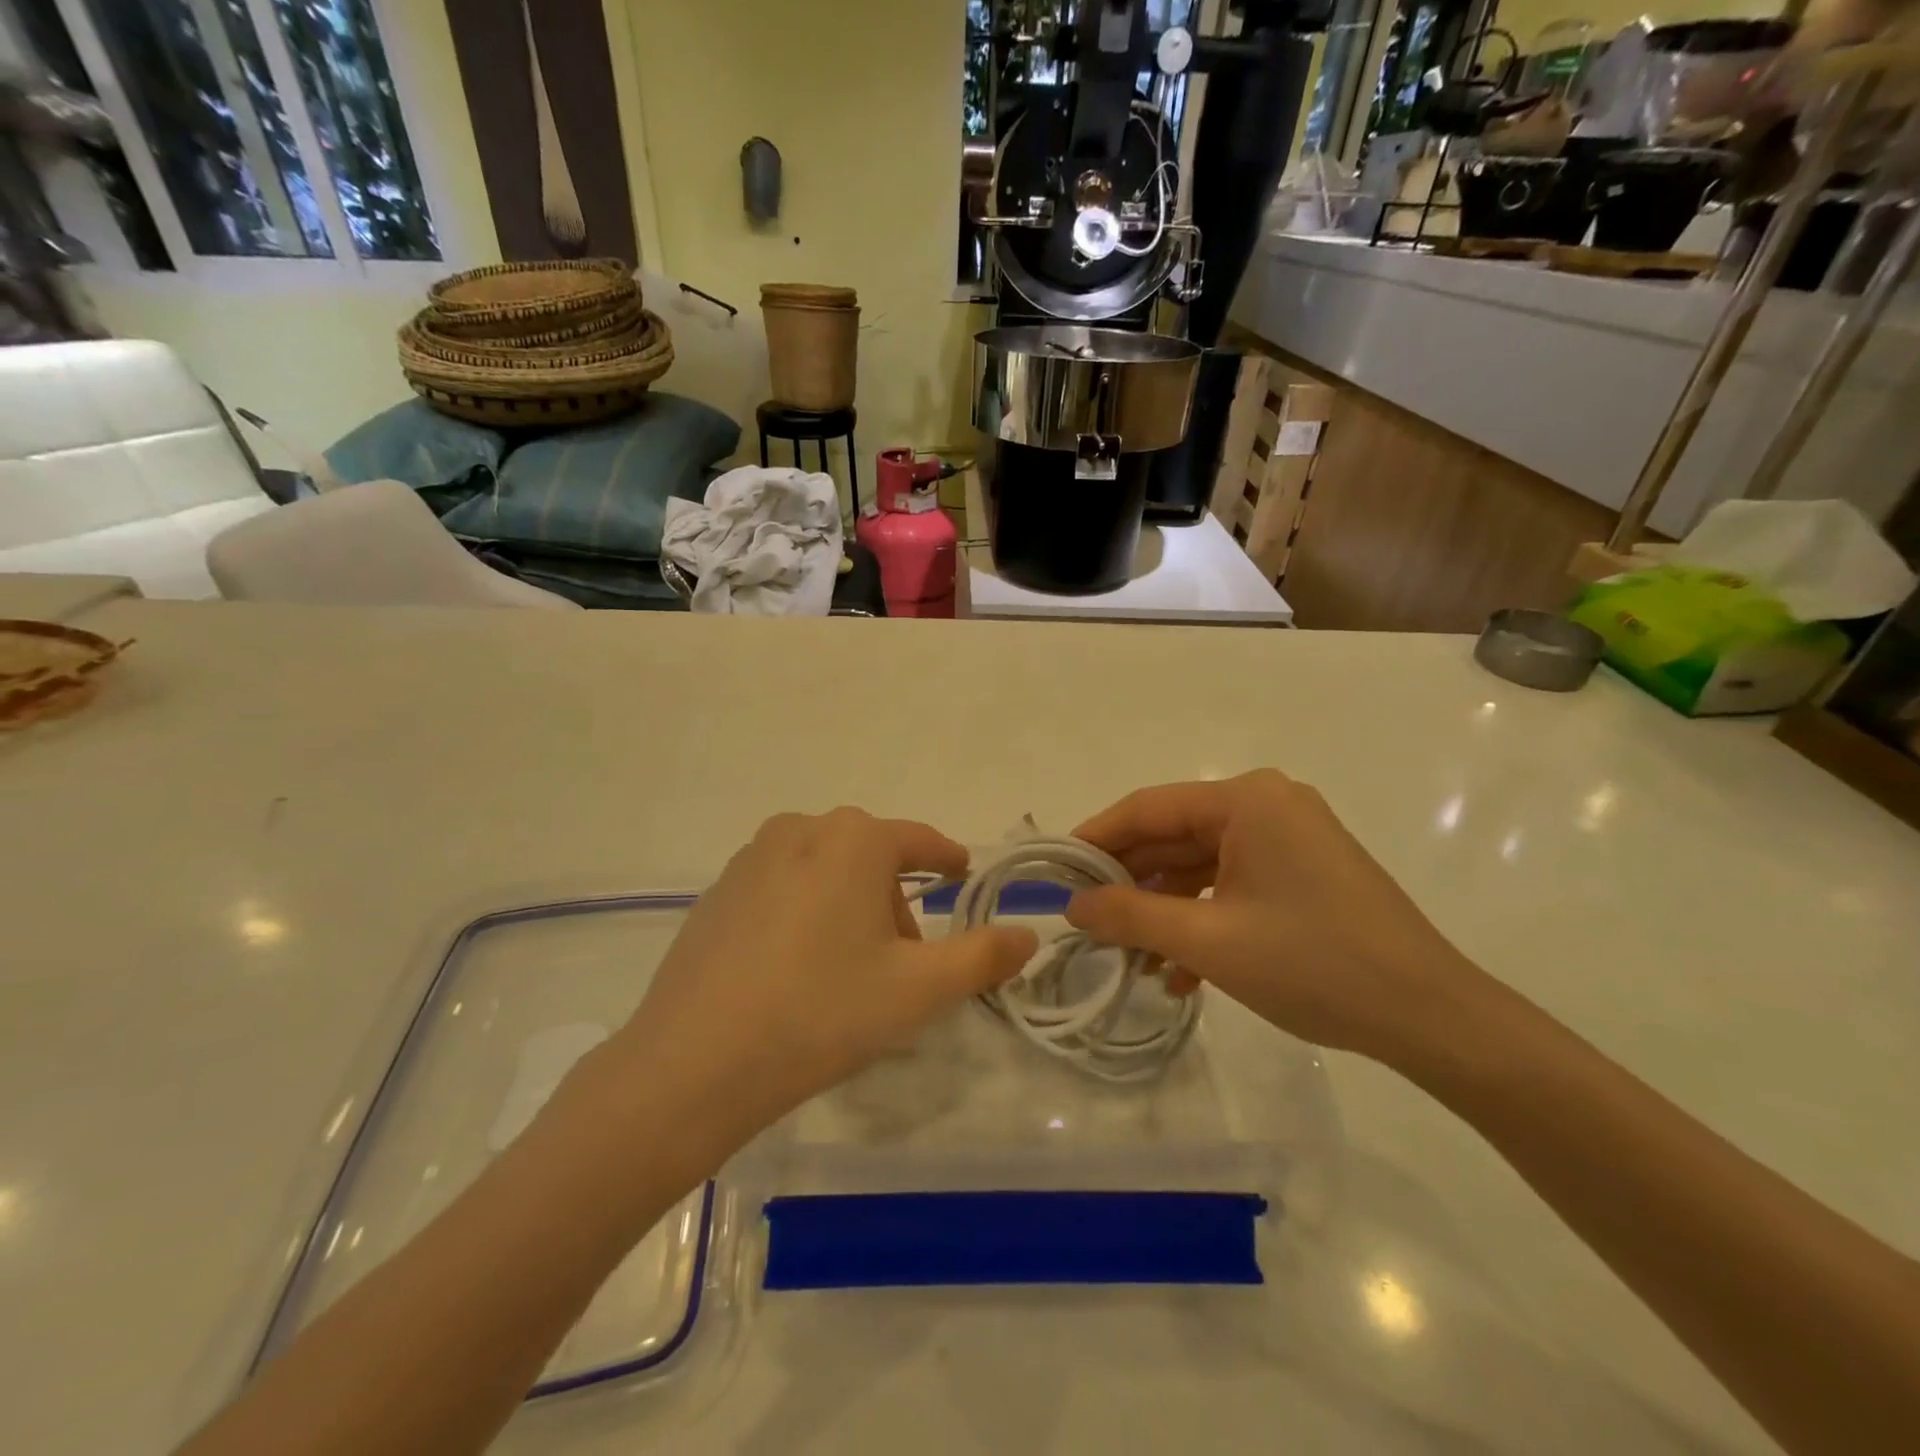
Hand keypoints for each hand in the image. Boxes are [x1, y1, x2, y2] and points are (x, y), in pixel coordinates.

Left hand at [606, 809, 1036, 1161]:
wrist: (694, 1063)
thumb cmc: (823, 1012)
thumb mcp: (919, 989)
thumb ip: (983, 956)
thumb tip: (1028, 934)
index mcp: (853, 839)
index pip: (919, 841)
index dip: (947, 858)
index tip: (962, 873)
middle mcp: (800, 830)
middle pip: (870, 857)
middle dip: (895, 899)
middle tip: (904, 958)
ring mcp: (750, 859)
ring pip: (824, 870)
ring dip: (849, 905)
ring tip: (849, 968)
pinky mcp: (717, 892)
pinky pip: (782, 888)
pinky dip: (805, 913)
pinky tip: (796, 969)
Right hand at [1064, 770, 1487, 1066]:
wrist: (1431, 1017)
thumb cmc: (1314, 963)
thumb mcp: (1208, 940)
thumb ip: (1130, 914)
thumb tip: (1071, 903)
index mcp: (1246, 800)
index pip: (1148, 808)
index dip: (1095, 839)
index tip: (1055, 872)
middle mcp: (1266, 806)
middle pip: (1173, 836)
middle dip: (1130, 884)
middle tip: (1087, 923)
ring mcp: (1288, 839)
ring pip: (1200, 867)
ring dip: (1164, 912)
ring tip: (1132, 961)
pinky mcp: (1302, 873)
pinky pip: (1232, 885)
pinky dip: (1202, 921)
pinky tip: (1182, 974)